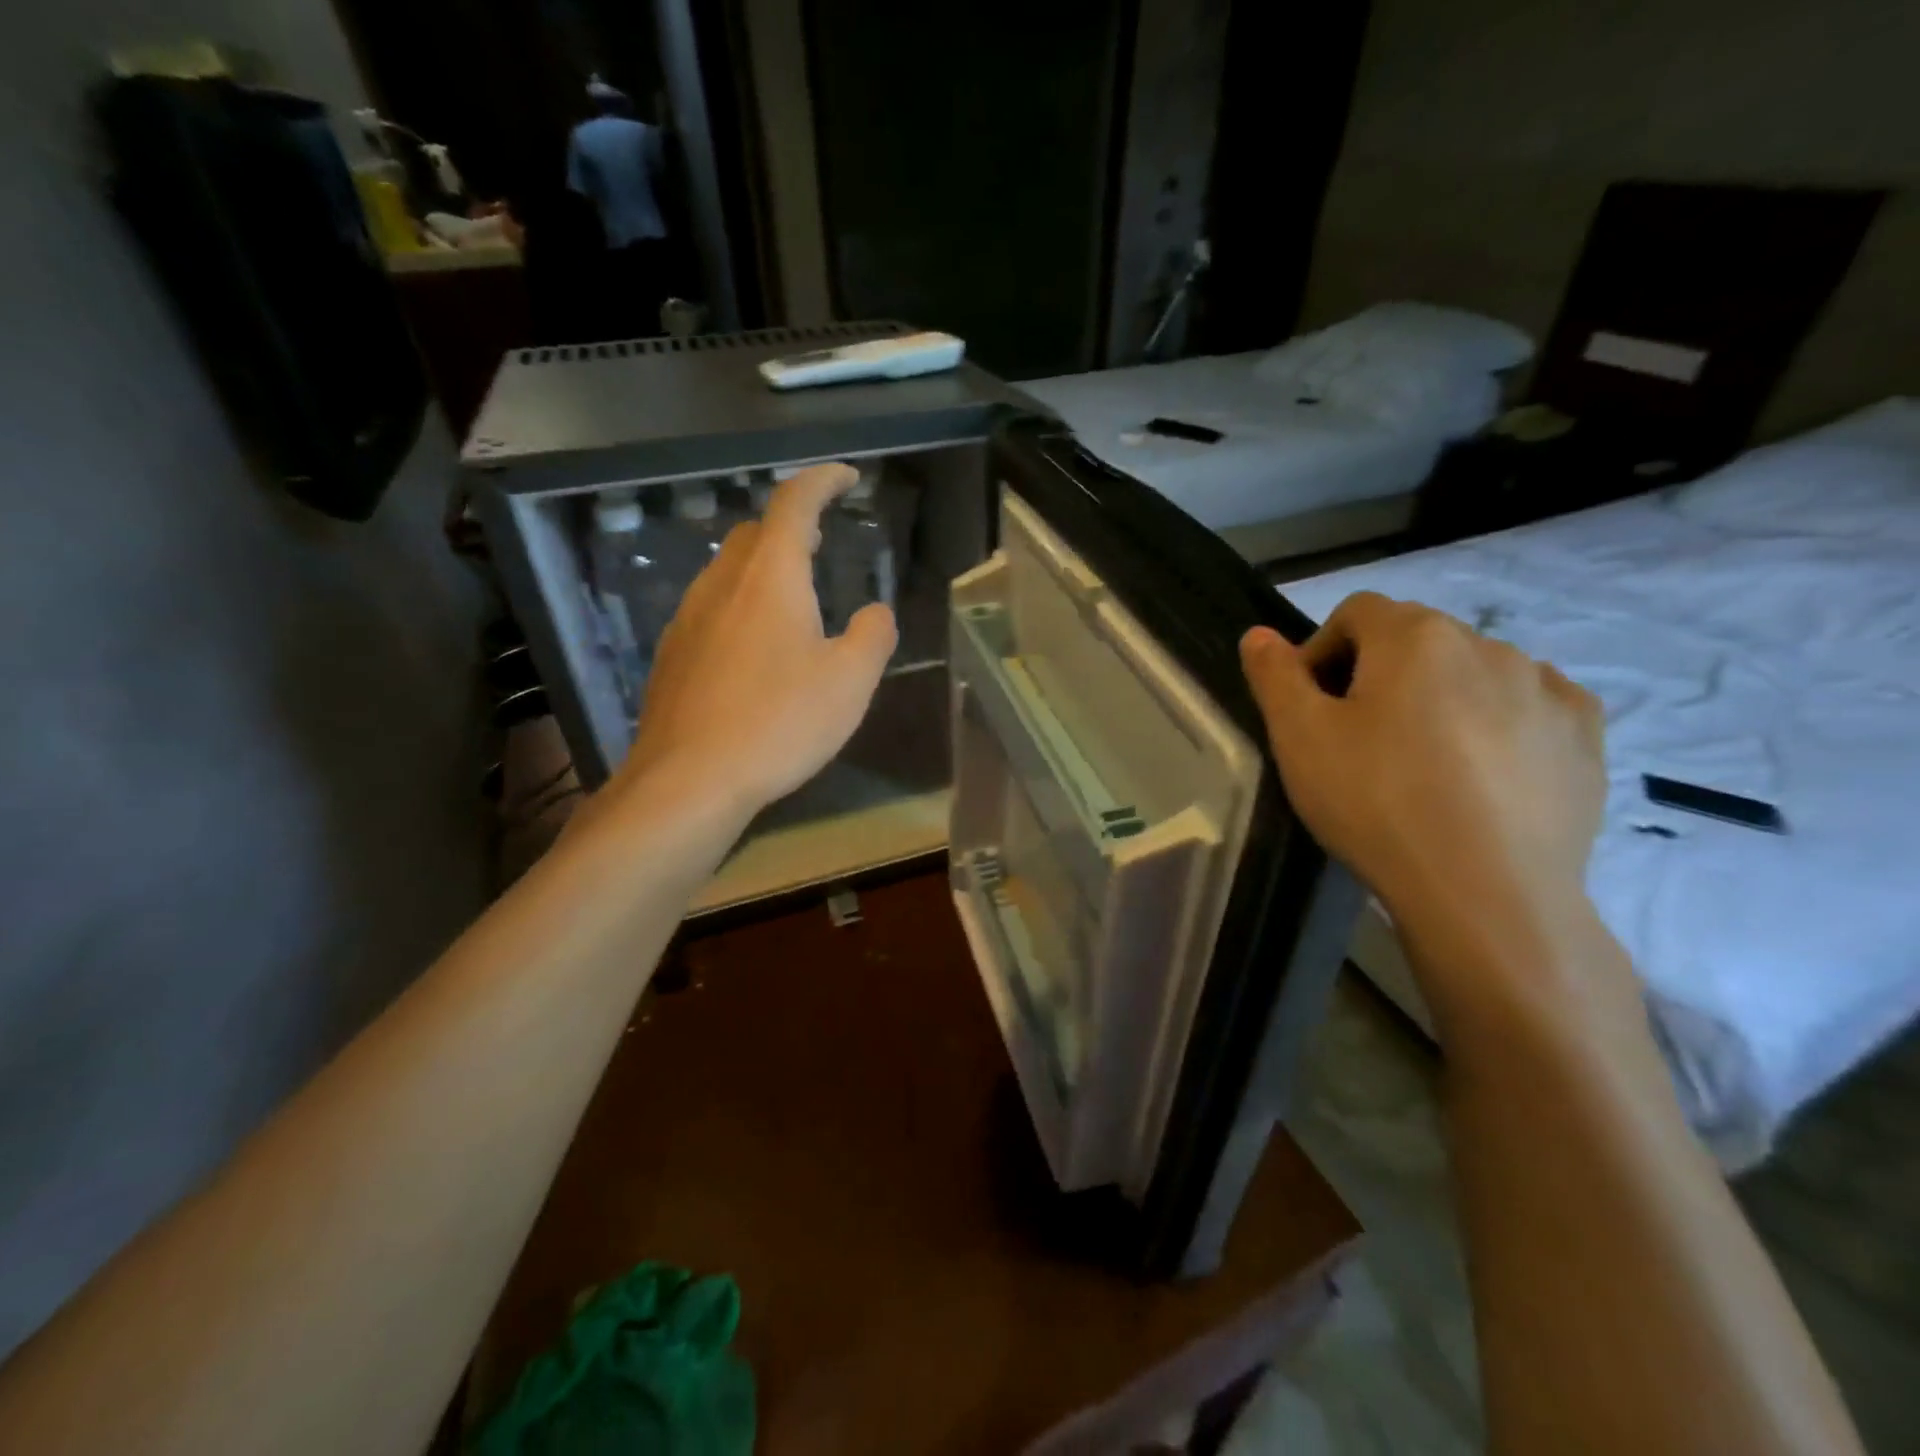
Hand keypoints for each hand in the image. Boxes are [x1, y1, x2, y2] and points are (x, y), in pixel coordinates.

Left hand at [612, 463, 896, 819]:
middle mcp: (722, 584)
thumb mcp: (850, 682)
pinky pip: (711, 609)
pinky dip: (740, 606)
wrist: (689, 780)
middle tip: (822, 542)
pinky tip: (754, 649)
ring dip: (763, 568)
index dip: (822, 481)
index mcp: (770, 577)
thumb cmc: (779, 723)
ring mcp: (689, 618)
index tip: (847, 477)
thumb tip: (875, 612)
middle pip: (754, 533)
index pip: (794, 503)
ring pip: (727, 571)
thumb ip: (872, 636)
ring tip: (793, 597)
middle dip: (791, 527)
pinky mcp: (673, 655)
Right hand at [1241, 592, 1605, 936]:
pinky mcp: (1586, 735)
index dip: (1322, 651)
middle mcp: (1487, 643)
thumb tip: (1259, 633)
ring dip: (1441, 697)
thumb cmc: (1375, 801)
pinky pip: (1531, 706)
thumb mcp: (1298, 737)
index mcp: (1414, 636)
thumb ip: (1274, 675)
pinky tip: (1485, 771)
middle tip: (1359, 740)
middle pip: (1415, 640)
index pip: (1356, 613)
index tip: (1312, 707)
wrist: (1485, 891)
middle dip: (1379, 674)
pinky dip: (1502, 721)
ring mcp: (1545, 687)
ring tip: (1425, 763)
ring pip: (1474, 673)